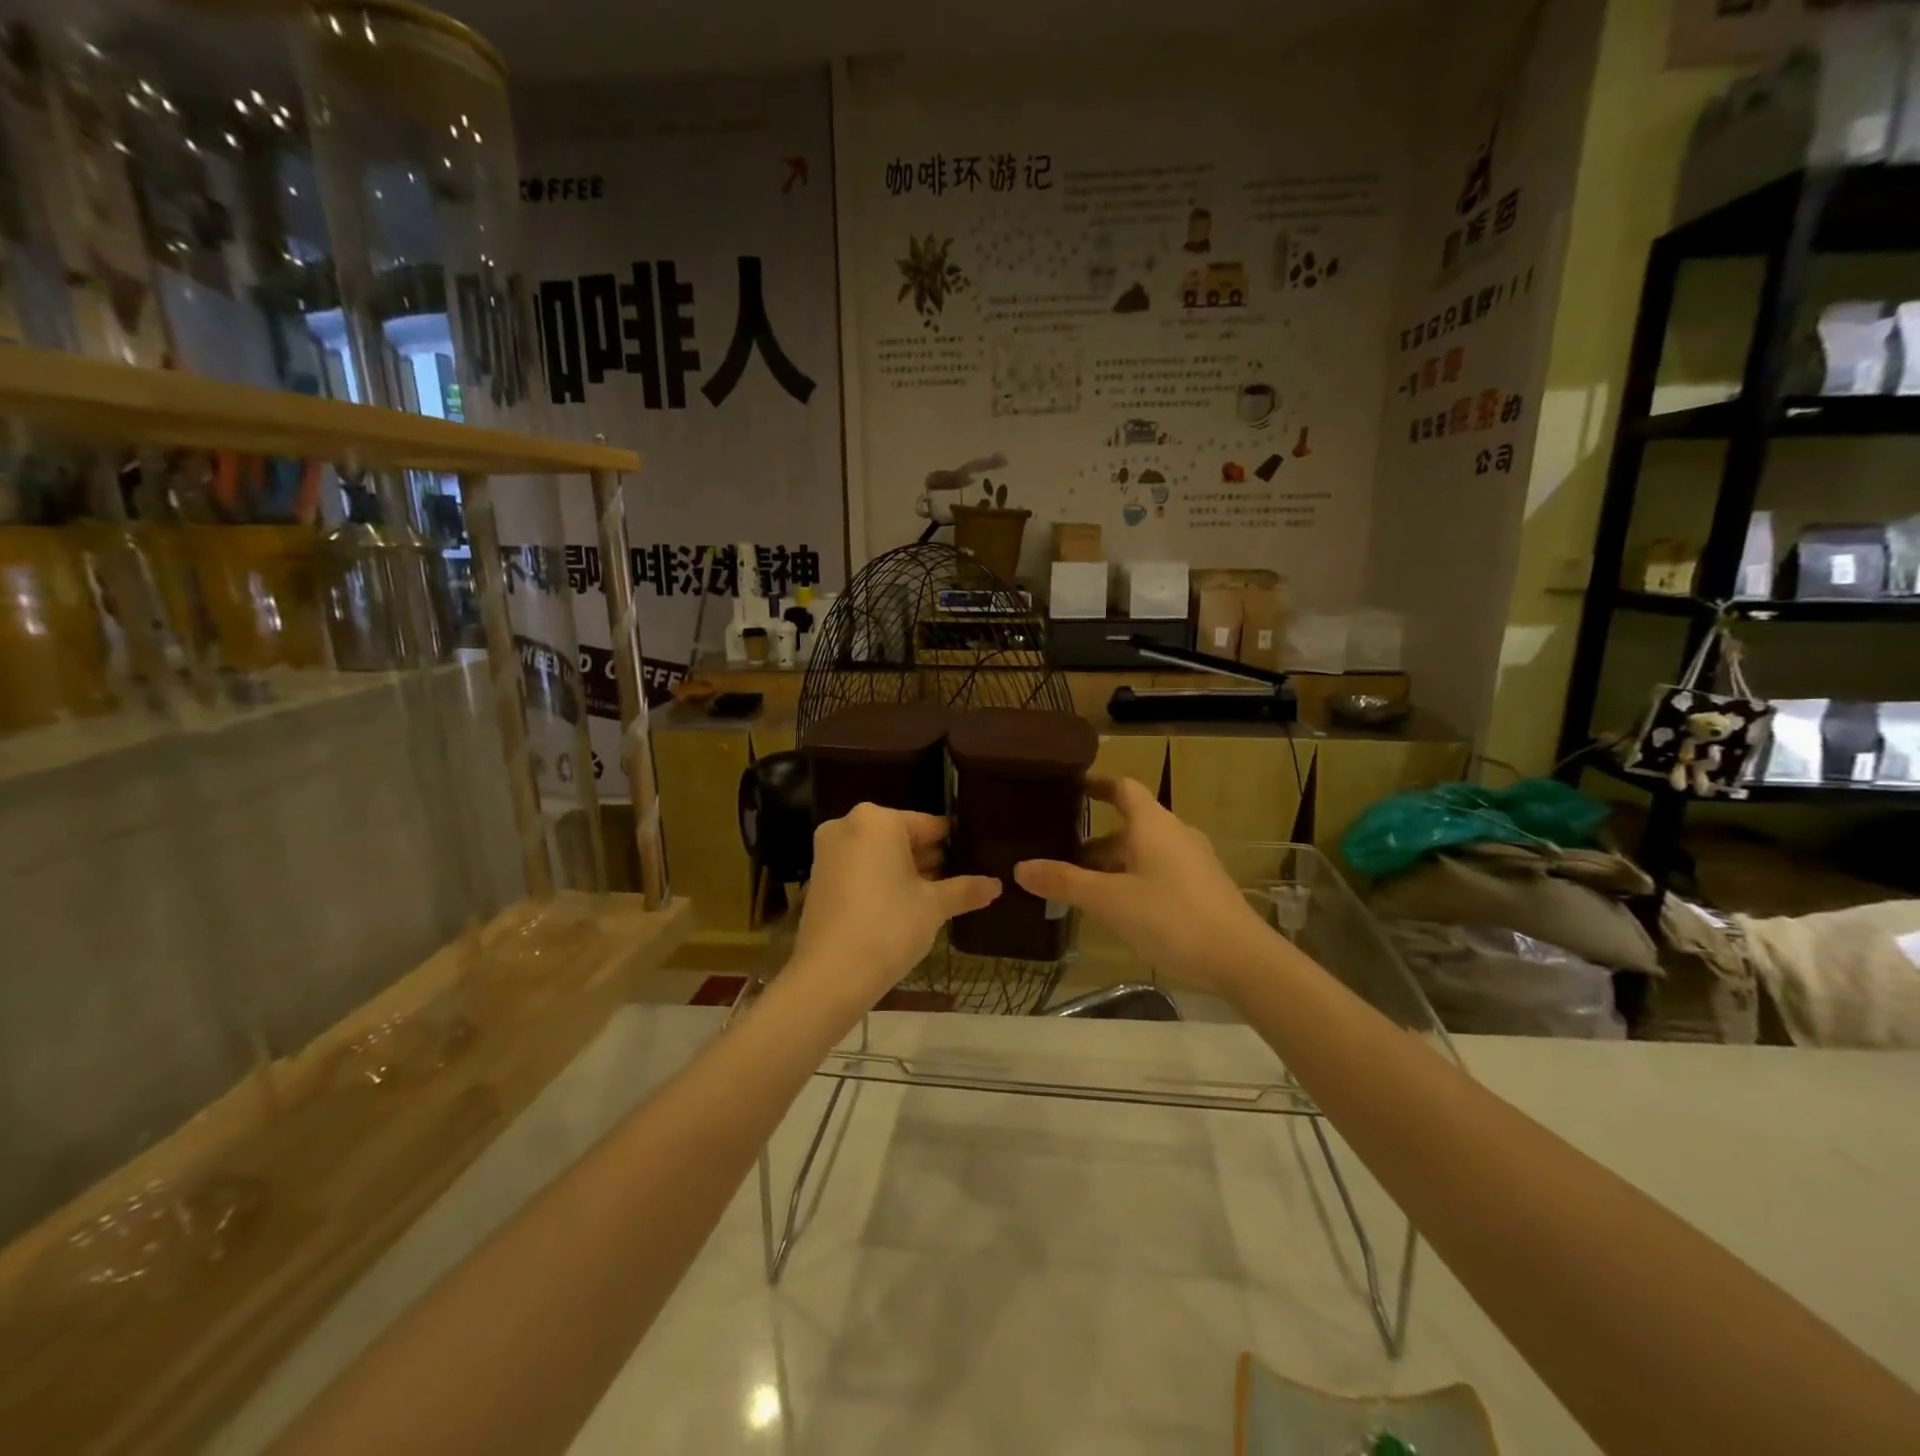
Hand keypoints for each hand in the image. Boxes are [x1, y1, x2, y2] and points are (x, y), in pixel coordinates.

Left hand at [790, 804, 1000, 1009]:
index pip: (929, 825)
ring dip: (906, 871)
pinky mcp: (818, 877)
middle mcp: (848, 825)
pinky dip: (881, 881)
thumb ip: (965, 890)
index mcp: (877, 820)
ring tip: (938, 896)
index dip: (954, 844)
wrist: (830, 975)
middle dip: (929, 859)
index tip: (974, 859)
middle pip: (901, 837)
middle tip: (959, 881)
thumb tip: (997, 885)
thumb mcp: (934, 906)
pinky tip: (905, 906)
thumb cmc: (889, 927)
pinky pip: (860, 869)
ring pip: (879, 854)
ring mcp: (828, 851)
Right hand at [1014, 777, 1274, 993]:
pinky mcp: (1203, 888)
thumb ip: (1065, 882)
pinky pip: (1159, 871)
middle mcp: (1175, 834)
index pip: (1123, 788)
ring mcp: (1193, 862)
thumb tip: (1020, 867)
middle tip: (1060, 853)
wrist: (1242, 959)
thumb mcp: (1110, 901)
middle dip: (1094, 839)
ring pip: (1144, 852)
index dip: (1098, 784)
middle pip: (1130, 825)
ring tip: (1082, 886)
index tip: (1073, 787)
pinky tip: (1119, 908)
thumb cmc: (1172, 918)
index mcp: (1153, 825)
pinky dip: (1133, 879)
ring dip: (1113, 863)